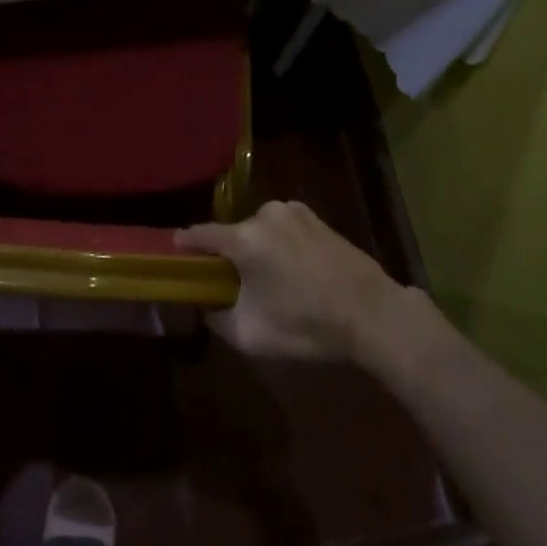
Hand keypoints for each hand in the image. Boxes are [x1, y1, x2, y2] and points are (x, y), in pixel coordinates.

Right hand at [176, 200, 404, 362]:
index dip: (184, 246)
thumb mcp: (250, 334)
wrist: (372, 313)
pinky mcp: (315, 216)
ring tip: (266, 280)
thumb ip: (215, 317)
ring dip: (255, 249)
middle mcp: (264, 214)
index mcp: (244, 238)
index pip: (199, 234)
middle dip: (227, 256)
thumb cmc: (307, 324)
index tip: (174, 254)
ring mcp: (293, 211)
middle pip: (231, 234)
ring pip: (258, 230)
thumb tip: (203, 303)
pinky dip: (278, 244)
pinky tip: (292, 270)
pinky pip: (282, 228)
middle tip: (229, 283)